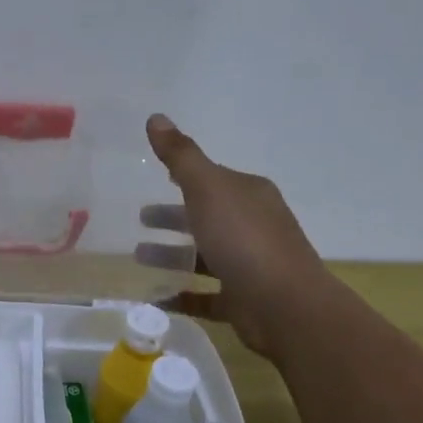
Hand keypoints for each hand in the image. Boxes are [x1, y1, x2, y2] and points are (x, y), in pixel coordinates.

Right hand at [142, 113, 327, 356]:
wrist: (285, 304)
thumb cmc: (244, 238)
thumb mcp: (207, 189)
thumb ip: (180, 156)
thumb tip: (156, 117)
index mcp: (249, 195)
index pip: (213, 180)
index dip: (184, 178)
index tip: (154, 180)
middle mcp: (252, 226)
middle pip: (206, 217)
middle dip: (173, 218)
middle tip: (139, 219)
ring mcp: (249, 264)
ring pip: (204, 256)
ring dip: (172, 255)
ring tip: (137, 258)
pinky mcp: (242, 300)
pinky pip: (204, 296)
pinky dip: (180, 295)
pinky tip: (153, 297)